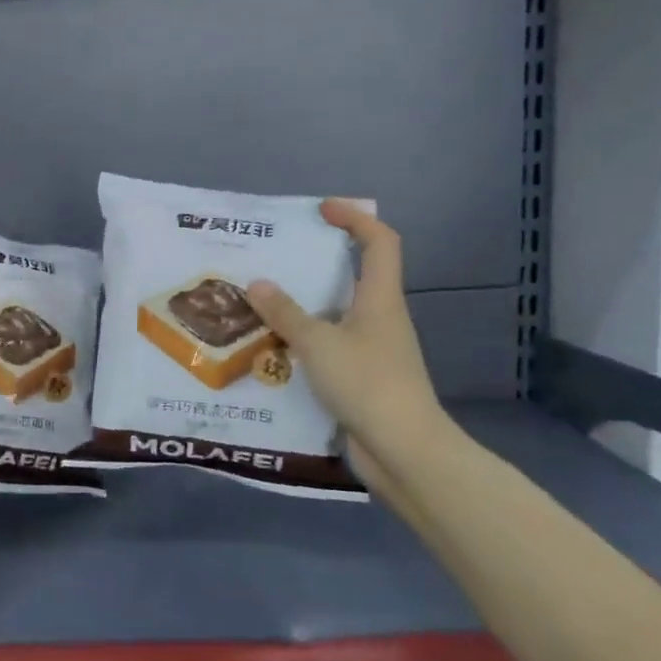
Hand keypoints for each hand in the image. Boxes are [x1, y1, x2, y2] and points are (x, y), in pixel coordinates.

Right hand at [246, 202, 449, 482]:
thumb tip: (257, 283)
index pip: (379, 242)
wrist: (404, 451)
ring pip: (336, 314)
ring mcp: (372, 350)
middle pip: (354, 275)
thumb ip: (285, 313)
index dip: (355, 218)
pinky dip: (302, 341)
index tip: (322, 209)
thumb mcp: (318, 343)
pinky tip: (271, 349)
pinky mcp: (360, 379)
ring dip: (303, 305)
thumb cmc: (367, 383)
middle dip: (318, 261)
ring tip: (260, 302)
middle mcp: (379, 318)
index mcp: (380, 298)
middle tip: (276, 257)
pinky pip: (327, 347)